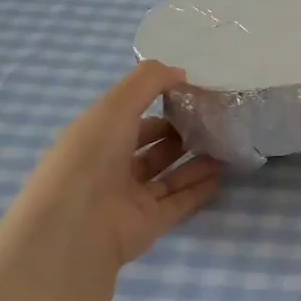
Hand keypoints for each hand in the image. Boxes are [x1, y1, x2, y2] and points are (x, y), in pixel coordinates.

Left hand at [6, 60, 222, 271]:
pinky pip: (179, 202)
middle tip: (214, 121)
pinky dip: (199, 189)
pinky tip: (221, 175)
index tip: (193, 93)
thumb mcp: (116, 105)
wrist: (75, 227)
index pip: (131, 116)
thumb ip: (149, 80)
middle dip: (180, 133)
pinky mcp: (148, 224)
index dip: (159, 103)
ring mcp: (130, 198)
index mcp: (97, 137)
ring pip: (168, 175)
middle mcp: (111, 167)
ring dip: (195, 161)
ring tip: (225, 146)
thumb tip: (182, 72)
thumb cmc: (90, 157)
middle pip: (152, 147)